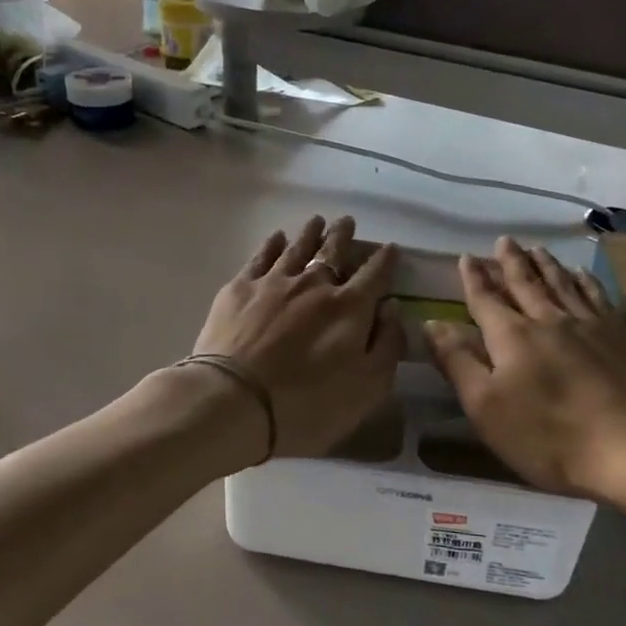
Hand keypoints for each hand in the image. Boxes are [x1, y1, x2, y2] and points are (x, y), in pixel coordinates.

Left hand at [190, 216, 403, 460]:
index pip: (375, 275)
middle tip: (347, 221)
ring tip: (317, 221)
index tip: (390, 248)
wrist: (234, 401)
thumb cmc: (308, 405)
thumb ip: (386, 345)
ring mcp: (274, 282)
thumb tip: (391, 308)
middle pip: (333, 252)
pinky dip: (272, 244)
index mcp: (349, 308)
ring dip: (310, 233)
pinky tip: (276, 238)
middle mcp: (314, 285)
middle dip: (343, 236)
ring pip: (297, 248)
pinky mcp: (239, 289)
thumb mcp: (367, 388)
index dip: (385, 260)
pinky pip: (261, 257)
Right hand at [422, 238, 625, 516]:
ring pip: (562, 284)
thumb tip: (432, 323)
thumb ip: (457, 363)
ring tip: (537, 249)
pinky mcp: (621, 337)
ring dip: (546, 265)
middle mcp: (548, 320)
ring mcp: (589, 325)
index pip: (486, 300)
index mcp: (511, 337)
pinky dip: (585, 281)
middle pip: (526, 283)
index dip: (474, 279)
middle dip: (511, 262)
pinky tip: (582, 274)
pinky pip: (597, 296)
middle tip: (504, 241)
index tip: (466, 258)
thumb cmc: (549, 437)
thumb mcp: (486, 408)